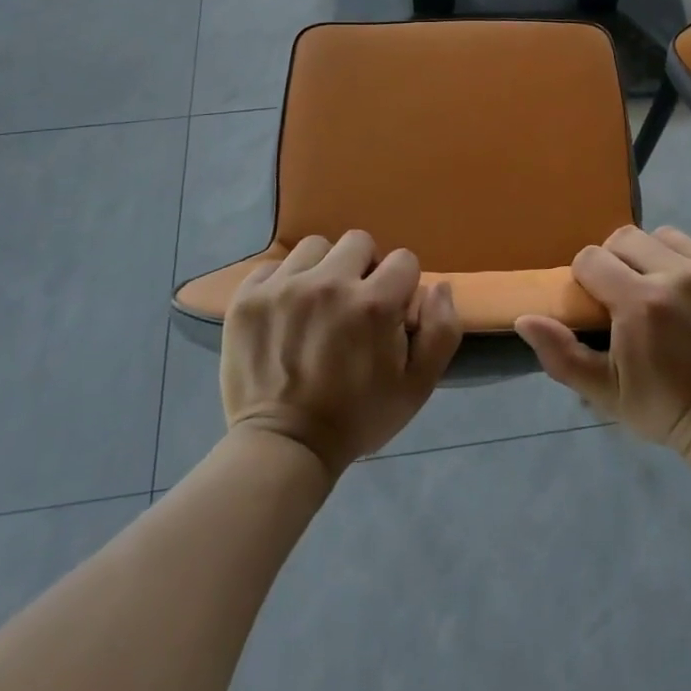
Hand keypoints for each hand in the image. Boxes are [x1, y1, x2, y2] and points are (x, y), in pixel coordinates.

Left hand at [221, 231, 461, 477]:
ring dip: (323, 269)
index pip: (404, 260)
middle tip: (353, 305)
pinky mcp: (249, 297)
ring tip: (317, 305)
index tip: (390, 313)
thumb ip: (442, 331)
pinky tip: (285, 313)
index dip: (402, 286)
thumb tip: (439, 286)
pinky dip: (283, 283)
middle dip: (364, 269)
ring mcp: (284, 287)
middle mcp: (329, 283)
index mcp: (374, 304)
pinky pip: (274, 265)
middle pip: (359, 242)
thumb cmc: (358, 418)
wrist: (284, 448)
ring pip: (316, 248)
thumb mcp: (418, 386)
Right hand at [515, 226, 690, 454]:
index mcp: (640, 303)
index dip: (585, 277)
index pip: (592, 258)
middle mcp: (679, 276)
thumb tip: (525, 318)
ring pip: (665, 237)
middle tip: (624, 292)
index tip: (596, 302)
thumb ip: (560, 353)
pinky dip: (690, 266)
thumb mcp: (603, 391)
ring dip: (653, 257)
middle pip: (626, 237)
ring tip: (659, 288)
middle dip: (616, 260)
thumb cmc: (661, 406)